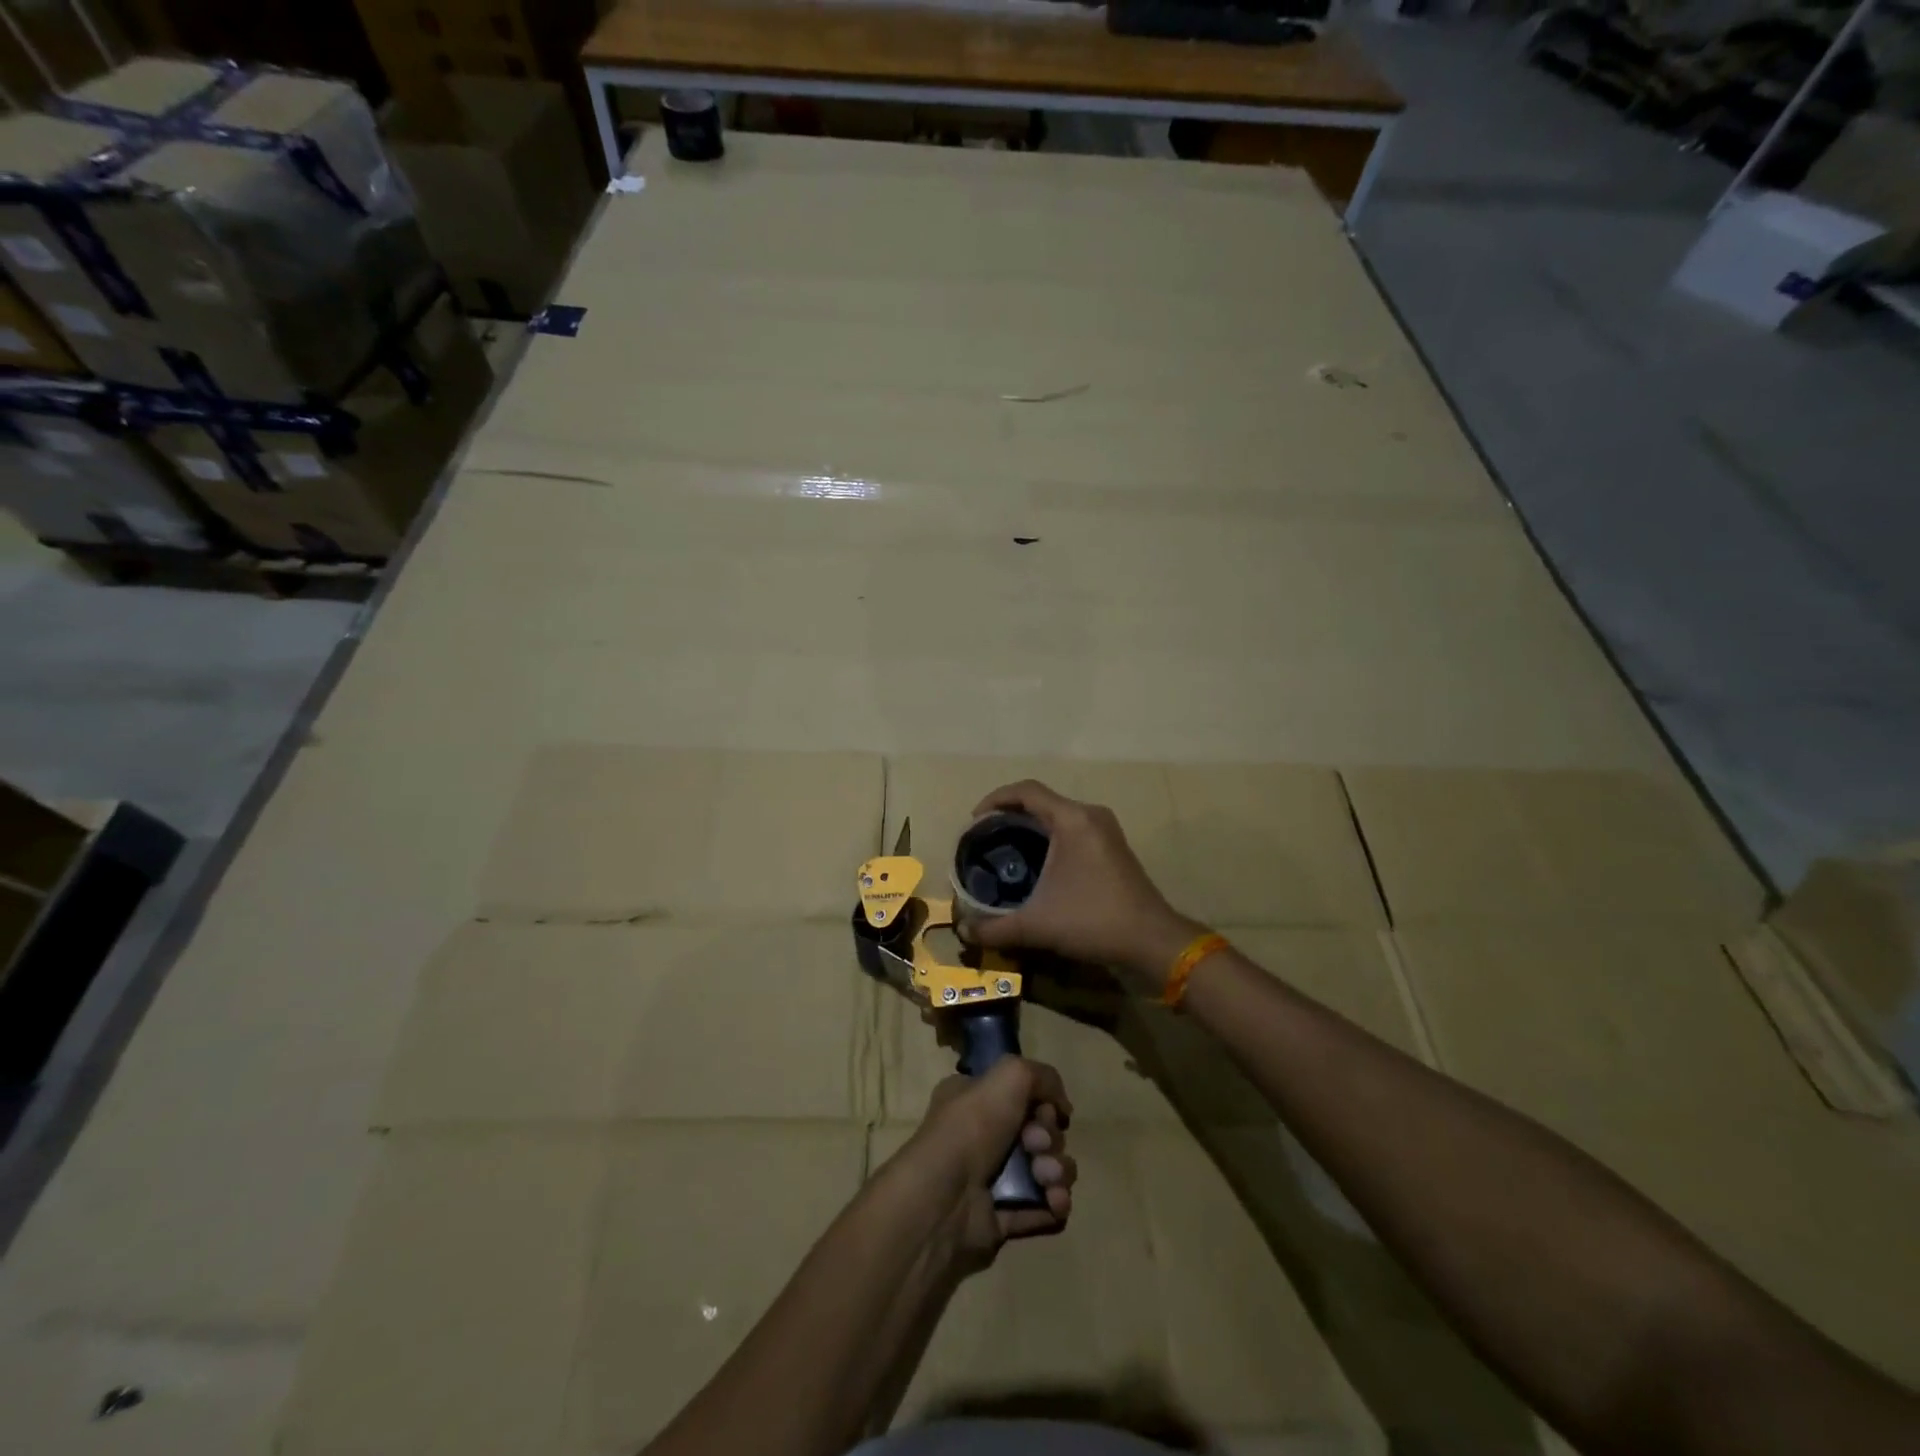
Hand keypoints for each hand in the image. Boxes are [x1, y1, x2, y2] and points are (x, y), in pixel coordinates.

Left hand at [893, 1058, 1075, 1269]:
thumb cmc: (971, 1127)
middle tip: (1036, 1146)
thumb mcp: (1010, 1076)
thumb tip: (1061, 1106)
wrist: (943, 1199)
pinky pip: (1042, 1207)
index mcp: (974, 1098)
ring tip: (1046, 1178)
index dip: (1042, 1102)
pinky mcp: (1003, 1216)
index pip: (1022, 1095)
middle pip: (1039, 1132)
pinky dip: (1055, 1203)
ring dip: (1057, 1171)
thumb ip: (1043, 1076)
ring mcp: (993, 1178)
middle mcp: (982, 1135)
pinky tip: (1055, 1201)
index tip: (1043, 1111)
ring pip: (1046, 1168)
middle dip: (1049, 1139)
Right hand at [963, 780, 1202, 995]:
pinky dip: (1050, 835)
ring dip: (1031, 824)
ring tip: (1006, 847)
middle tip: (986, 837)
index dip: (995, 799)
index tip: (974, 821)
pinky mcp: (1113, 845)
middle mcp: (1090, 815)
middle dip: (1010, 813)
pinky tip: (1037, 862)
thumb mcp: (1037, 925)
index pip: (1026, 790)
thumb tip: (964, 931)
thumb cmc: (1093, 921)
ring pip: (1058, 814)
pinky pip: (1072, 827)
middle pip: (1042, 800)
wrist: (1152, 940)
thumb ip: (995, 928)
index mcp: (1072, 820)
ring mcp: (1105, 829)